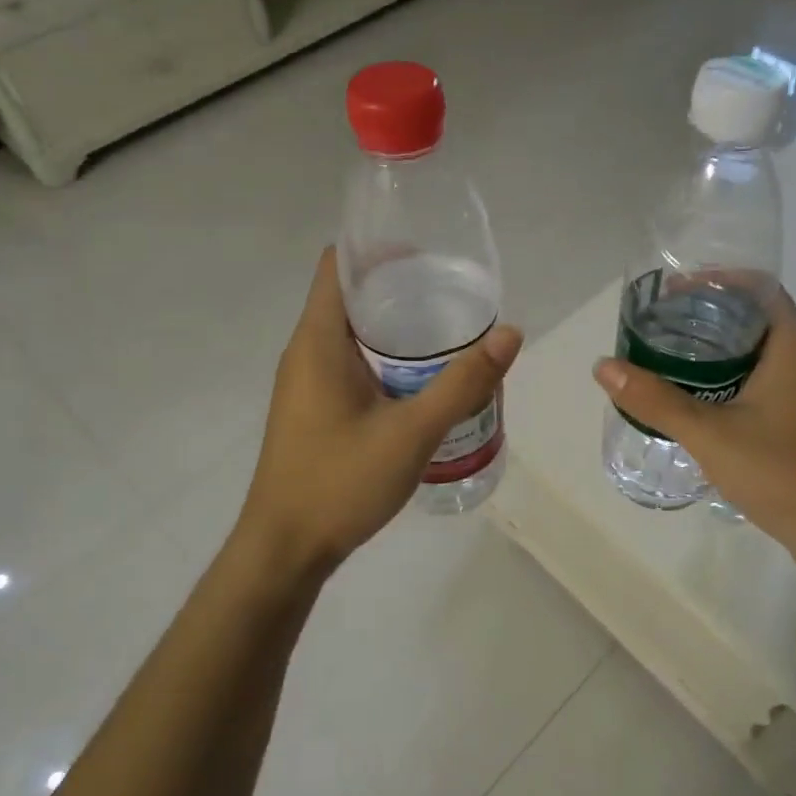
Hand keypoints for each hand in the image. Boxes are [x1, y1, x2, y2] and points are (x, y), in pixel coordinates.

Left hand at [240, 248, 521, 574]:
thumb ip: (463, 383)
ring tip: (448, 331)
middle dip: (400, 286)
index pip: (338, 265)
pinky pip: (350, 364)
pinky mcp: (313, 409)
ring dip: (395, 326)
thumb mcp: (411, 432)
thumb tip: (510, 333)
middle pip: (350, 296)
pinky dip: (386, 358)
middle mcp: (305, 352)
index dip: (378, 247)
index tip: (428, 250)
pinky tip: (423, 380)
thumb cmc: (339, 482)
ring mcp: (306, 383)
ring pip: (353, 334)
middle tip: (454, 293)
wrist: (285, 549)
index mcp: (318, 341)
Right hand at [593, 289, 795, 568]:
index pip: (756, 285)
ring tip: (670, 358)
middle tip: (660, 326)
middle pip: (755, 315)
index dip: (714, 279)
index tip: (671, 293)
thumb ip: (656, 399)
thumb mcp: (710, 434)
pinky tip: (700, 398)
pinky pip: (764, 378)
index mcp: (794, 344)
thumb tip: (603, 366)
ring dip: (719, 348)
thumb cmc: (782, 472)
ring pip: (759, 350)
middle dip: (707, 314)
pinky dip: (731, 375)